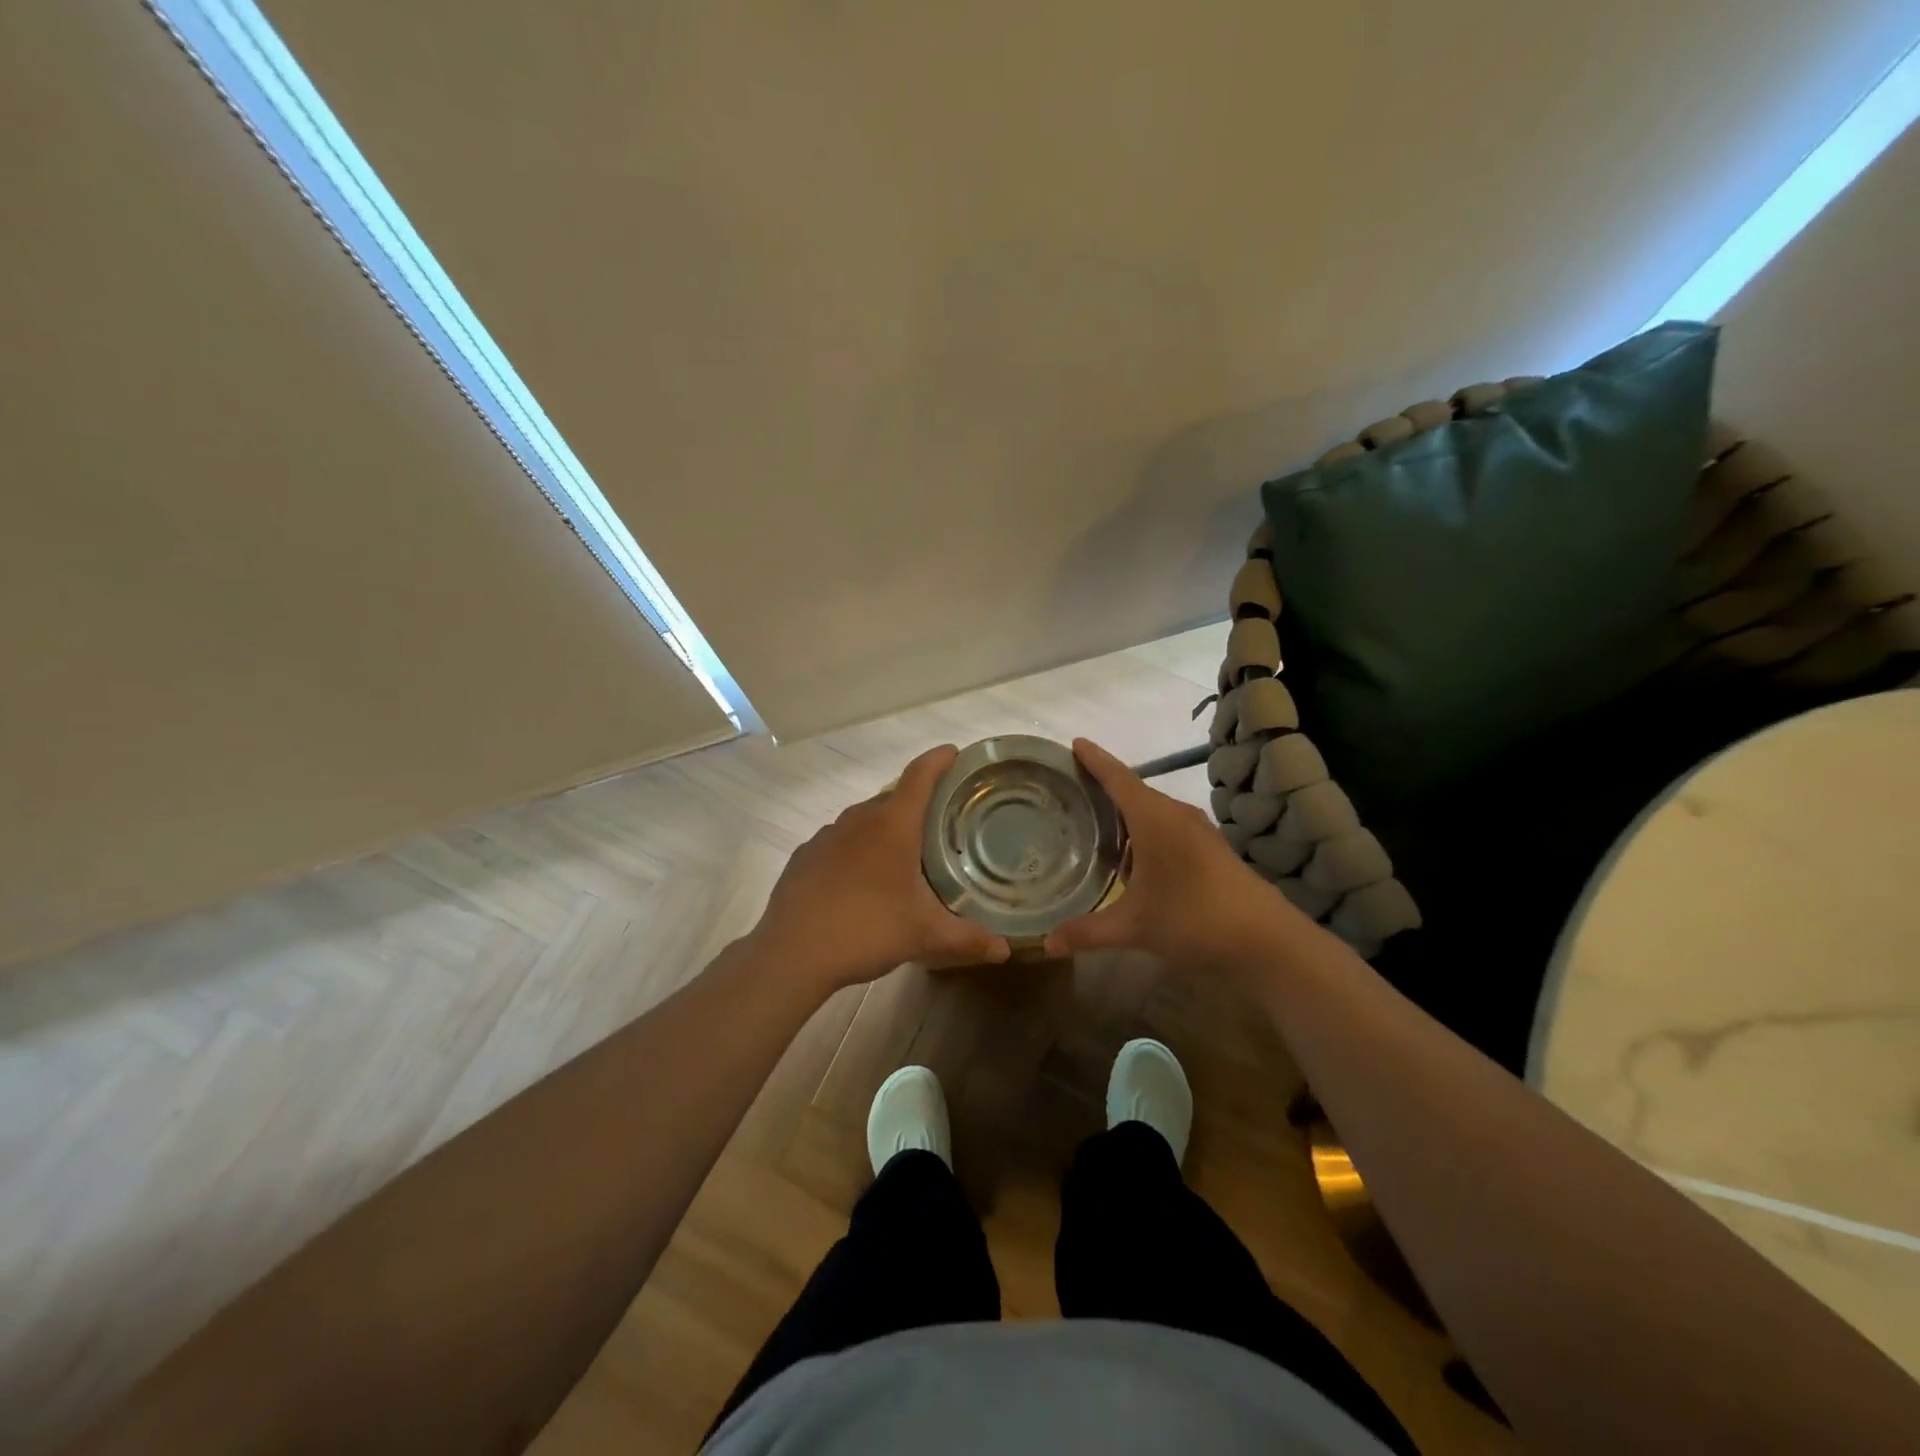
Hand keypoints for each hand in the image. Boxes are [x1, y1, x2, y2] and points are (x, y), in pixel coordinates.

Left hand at [748, 745, 1012, 992]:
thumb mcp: (924, 935)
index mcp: (892, 825)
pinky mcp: (806, 855)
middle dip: (918, 802)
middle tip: (942, 822)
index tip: (955, 754)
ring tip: (904, 853)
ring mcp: (827, 835)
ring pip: (865, 819)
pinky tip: (862, 879)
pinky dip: (857, 848)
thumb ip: (968, 938)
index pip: (920, 775)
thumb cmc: (866, 930)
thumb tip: (1005, 950)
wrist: (792, 953)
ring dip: (886, 827)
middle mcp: (859, 819)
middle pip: (894, 796)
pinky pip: (840, 840)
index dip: (939, 760)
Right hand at [1041, 738, 1306, 972]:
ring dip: (1125, 813)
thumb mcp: (1134, 927)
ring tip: (1092, 822)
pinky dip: (1143, 832)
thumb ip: (1087, 932)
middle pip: (1133, 790)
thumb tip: (1045, 944)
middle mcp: (1176, 814)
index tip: (1073, 742)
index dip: (1094, 759)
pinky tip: (1131, 858)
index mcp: (1154, 818)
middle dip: (1103, 787)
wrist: (1266, 940)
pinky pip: (1167, 827)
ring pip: (1152, 811)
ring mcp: (1197, 830)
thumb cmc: (1193, 919)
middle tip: (1069, 789)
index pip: (1117, 777)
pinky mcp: (1210, 848)